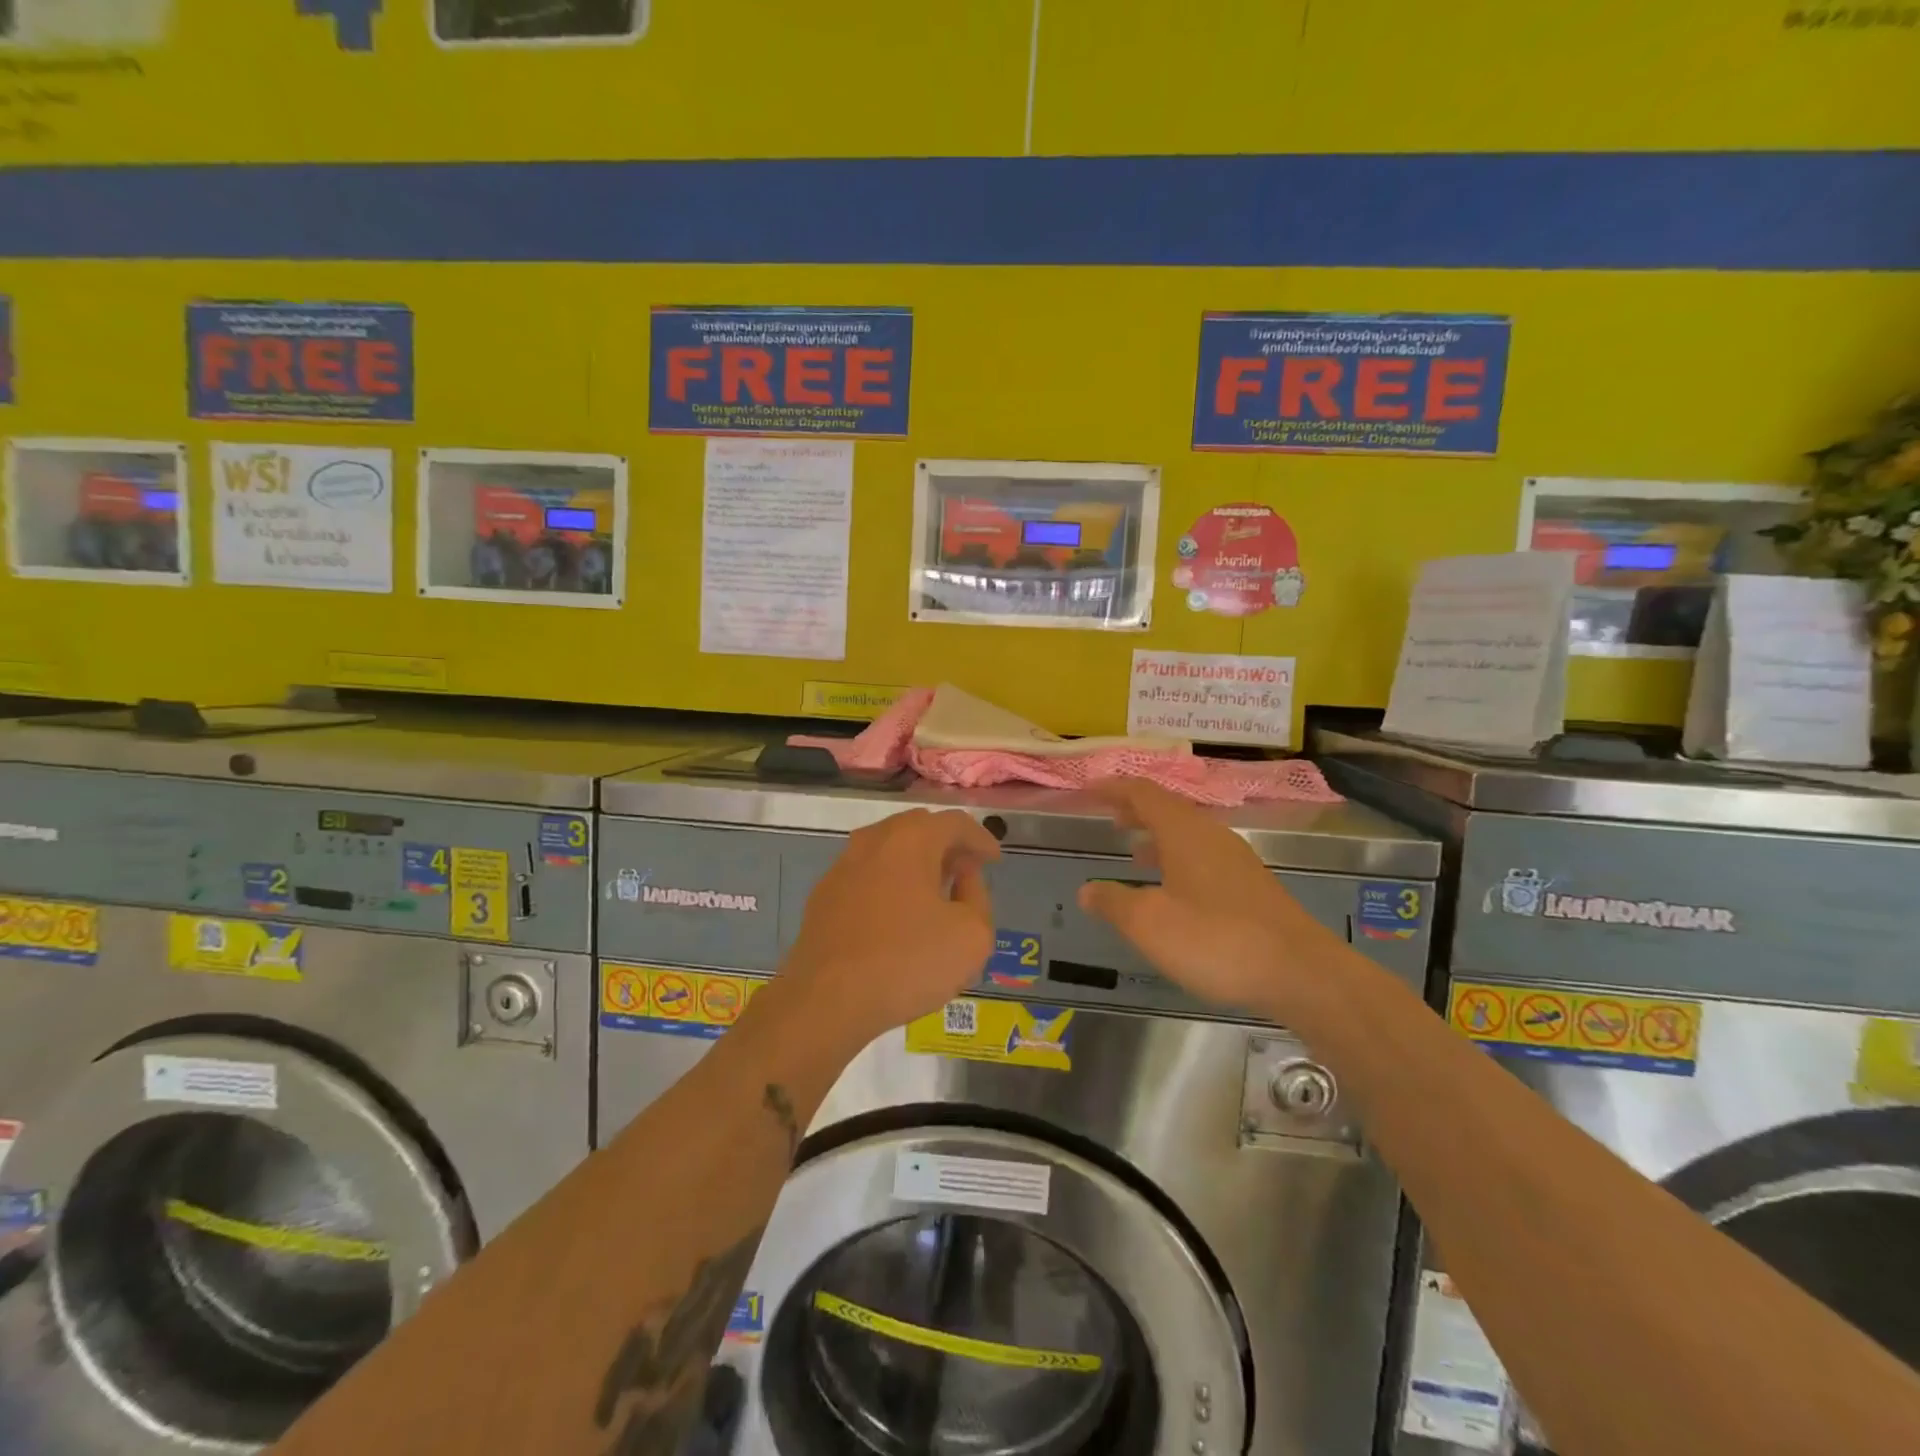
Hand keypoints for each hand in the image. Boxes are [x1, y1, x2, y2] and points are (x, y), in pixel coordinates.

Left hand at [784, 809, 999, 1042]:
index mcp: (911, 839)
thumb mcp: (972, 936)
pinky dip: (890, 883)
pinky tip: (898, 914)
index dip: (980, 839)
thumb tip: (963, 876)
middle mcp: (873, 841)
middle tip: (966, 869)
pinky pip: (867, 876)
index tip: (994, 859)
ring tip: (935, 891)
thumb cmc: (907, 962)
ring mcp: (842, 867)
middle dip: (946, 844)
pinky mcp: (824, 896)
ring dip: (916, 863)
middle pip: (918, 828)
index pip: (955, 823)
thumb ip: (978, 897)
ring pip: (888, 850)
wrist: (826, 1000)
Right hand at [1076, 780, 1345, 1017]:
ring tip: (1133, 853)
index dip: (1112, 789)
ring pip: (1187, 834)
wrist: (1301, 973)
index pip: (1142, 793)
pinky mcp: (1251, 885)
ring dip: (1157, 837)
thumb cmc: (1216, 940)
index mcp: (1184, 832)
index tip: (1087, 792)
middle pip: (1167, 808)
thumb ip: (1114, 902)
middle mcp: (1211, 835)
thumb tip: (1087, 890)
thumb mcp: (1149, 924)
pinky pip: (1203, 856)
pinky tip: (1172, 891)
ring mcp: (1236, 860)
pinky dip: (1177, 859)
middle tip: (1108, 820)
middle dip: (1135, 811)